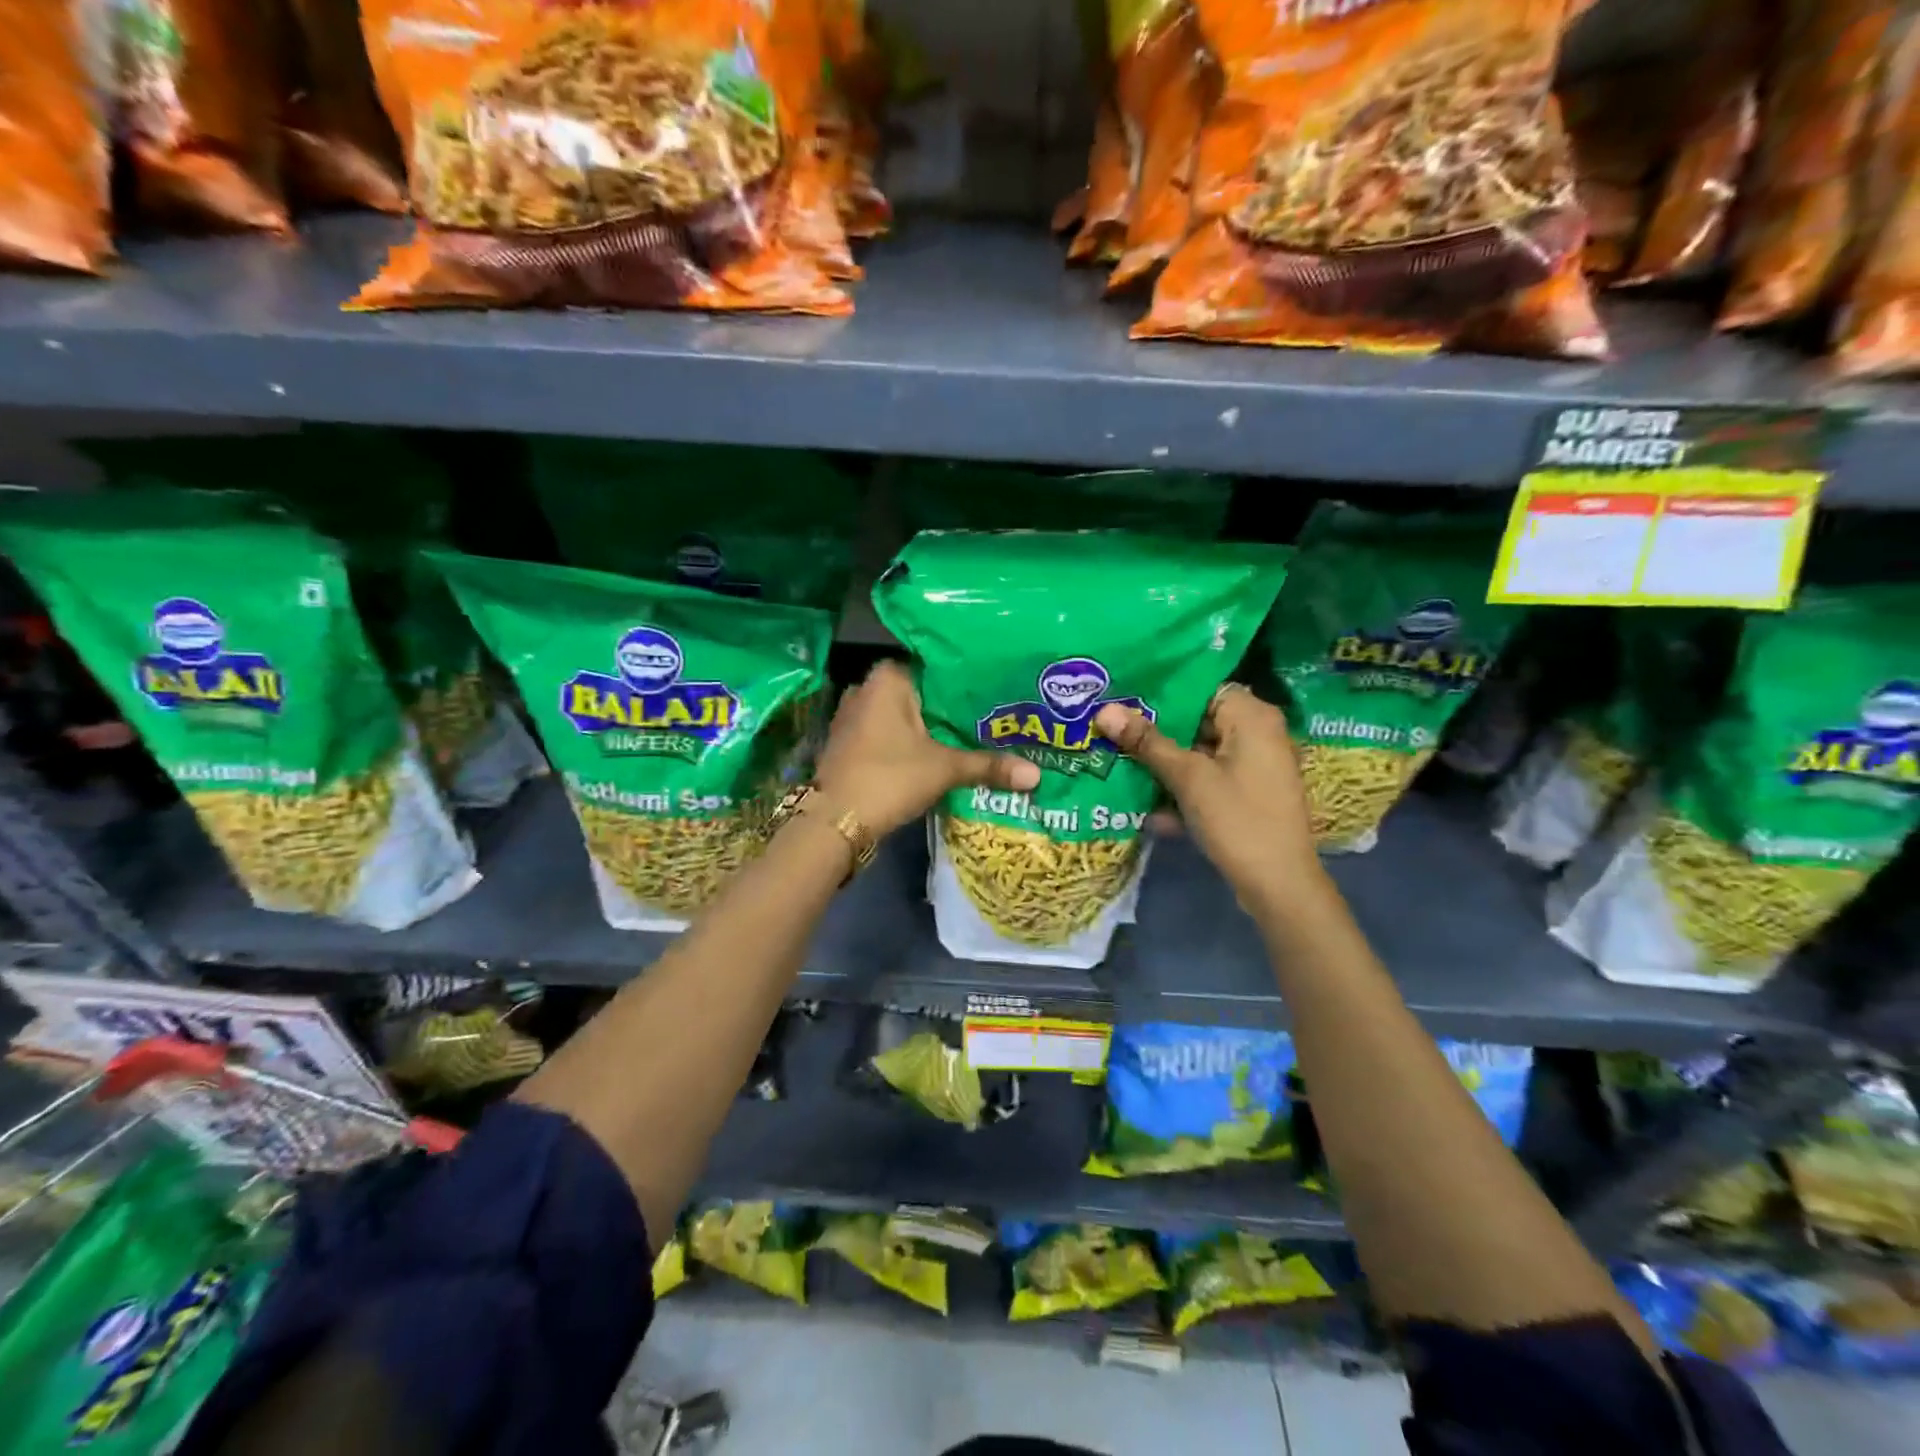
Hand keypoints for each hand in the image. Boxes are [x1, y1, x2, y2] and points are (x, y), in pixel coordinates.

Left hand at [814, 661, 1039, 837]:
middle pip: (919, 692)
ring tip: (971, 732)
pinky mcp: (849, 743)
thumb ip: (988, 766)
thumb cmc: (888, 778)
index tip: (994, 688)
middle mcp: (866, 689)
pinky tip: (937, 752)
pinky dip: (910, 741)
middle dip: (949, 705)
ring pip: (903, 715)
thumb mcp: (944, 769)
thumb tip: (1037, 775)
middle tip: (992, 712)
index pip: (934, 664)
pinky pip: (888, 733)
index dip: (964, 677)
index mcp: (887, 679)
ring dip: (929, 726)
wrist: (833, 822)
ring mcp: (853, 717)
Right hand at [1093, 686, 1321, 907]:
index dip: (1161, 693)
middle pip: (1198, 720)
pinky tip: (1151, 810)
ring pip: (1200, 753)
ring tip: (1119, 764)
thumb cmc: (1237, 819)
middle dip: (1156, 732)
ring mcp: (1255, 767)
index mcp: (1252, 717)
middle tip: (1111, 731)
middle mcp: (1259, 734)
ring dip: (1164, 764)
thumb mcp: (1187, 778)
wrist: (1279, 885)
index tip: (1122, 699)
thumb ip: (1147, 742)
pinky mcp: (1248, 795)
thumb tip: (1105, 710)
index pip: (1200, 687)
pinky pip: (1209, 779)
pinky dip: (1183, 789)